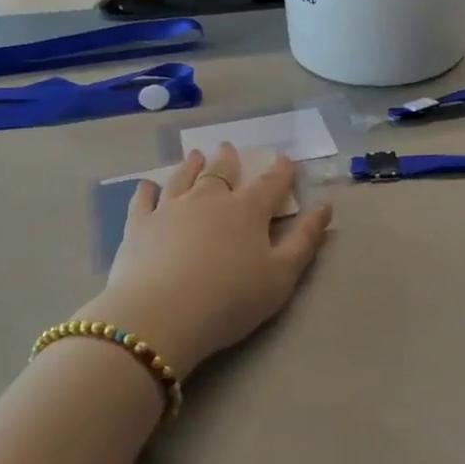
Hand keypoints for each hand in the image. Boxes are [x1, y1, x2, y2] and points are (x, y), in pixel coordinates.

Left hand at [84, 144, 332, 376]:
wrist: (162, 315)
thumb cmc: (231, 299)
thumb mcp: (282, 276)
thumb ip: (305, 240)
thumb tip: (325, 207)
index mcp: (247, 210)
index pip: (270, 184)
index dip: (281, 171)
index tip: (286, 159)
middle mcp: (209, 199)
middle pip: (221, 173)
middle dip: (228, 160)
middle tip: (228, 148)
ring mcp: (170, 209)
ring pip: (182, 178)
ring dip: (190, 165)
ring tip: (194, 155)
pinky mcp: (139, 226)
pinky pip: (143, 201)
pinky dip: (146, 190)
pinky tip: (146, 185)